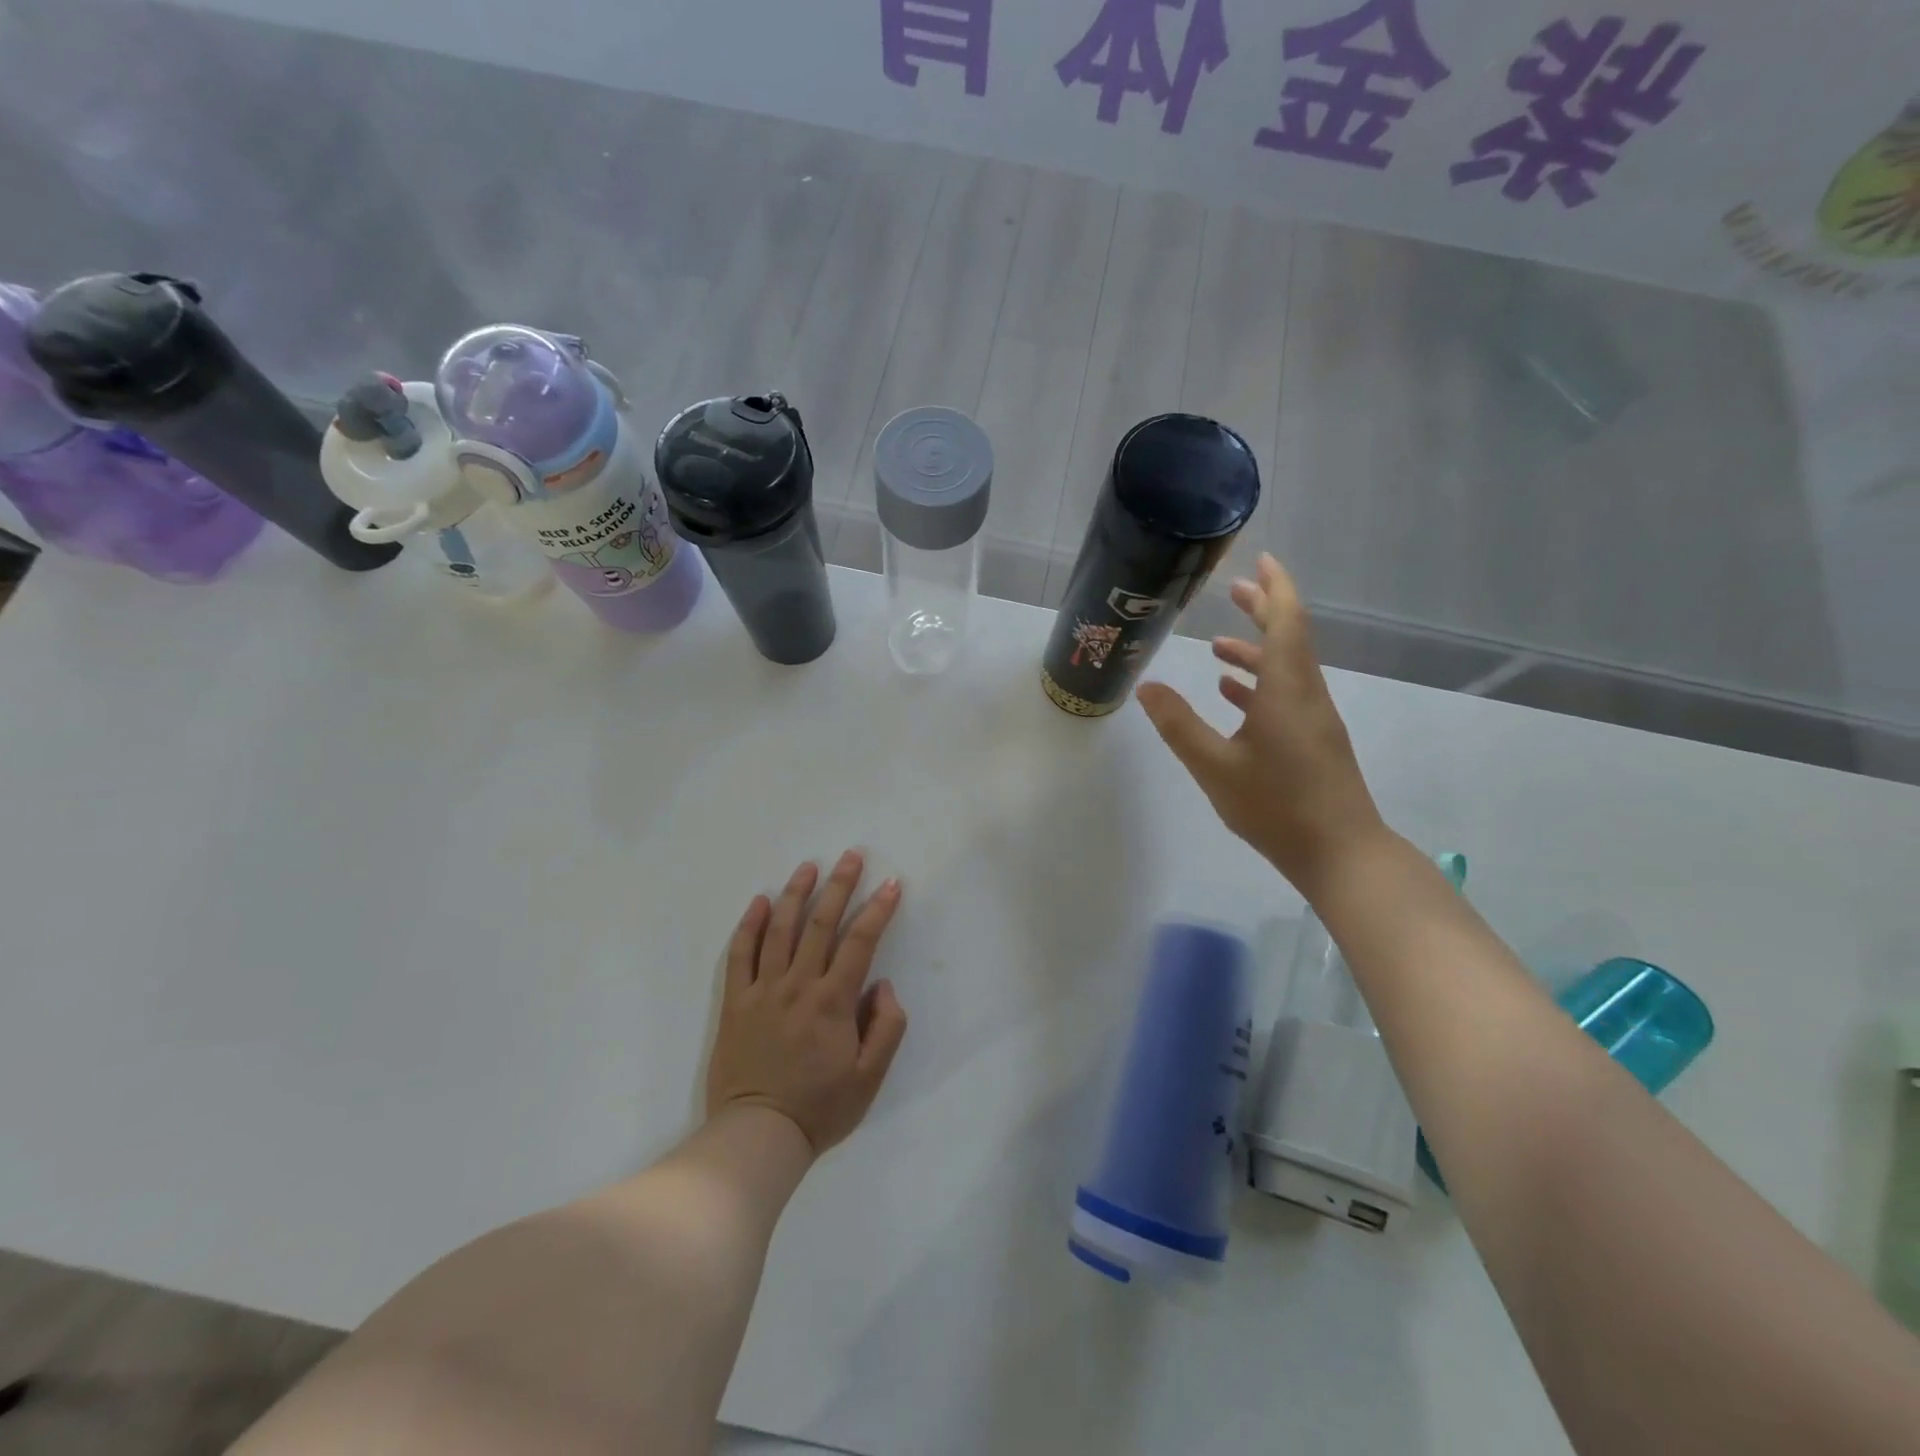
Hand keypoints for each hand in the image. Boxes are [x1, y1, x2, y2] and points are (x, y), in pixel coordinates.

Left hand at [705, 851, 908, 1155]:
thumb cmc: (819, 1108)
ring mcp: (762, 990)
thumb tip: (881, 984)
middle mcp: (797, 985)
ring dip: (795, 893)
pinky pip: (740, 954)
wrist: (757, 1136)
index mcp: (832, 1001)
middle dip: (839, 885)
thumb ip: (886, 1027)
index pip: (860, 942)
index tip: (892, 884)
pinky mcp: (735, 1002)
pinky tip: (759, 901)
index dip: (878, 909)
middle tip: (851, 855)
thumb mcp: (870, 1078)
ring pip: (779, 929)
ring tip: (808, 866)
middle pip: (819, 923)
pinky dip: (749, 925)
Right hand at [1136, 554, 1388, 894]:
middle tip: (1233, 591)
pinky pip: (1287, 696)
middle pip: (1289, 638)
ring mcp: (1314, 721)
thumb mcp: (1215, 767)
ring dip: (1257, 652)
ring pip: (1287, 670)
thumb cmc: (1276, 807)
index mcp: (1287, 691)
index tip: (1261, 559)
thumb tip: (1147, 686)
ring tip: (1218, 648)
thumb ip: (1179, 725)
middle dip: (1263, 611)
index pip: (1286, 622)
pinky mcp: (1314, 743)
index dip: (1275, 587)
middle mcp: (1306, 696)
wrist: (1341, 854)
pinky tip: (1233, 695)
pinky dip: (1260, 685)